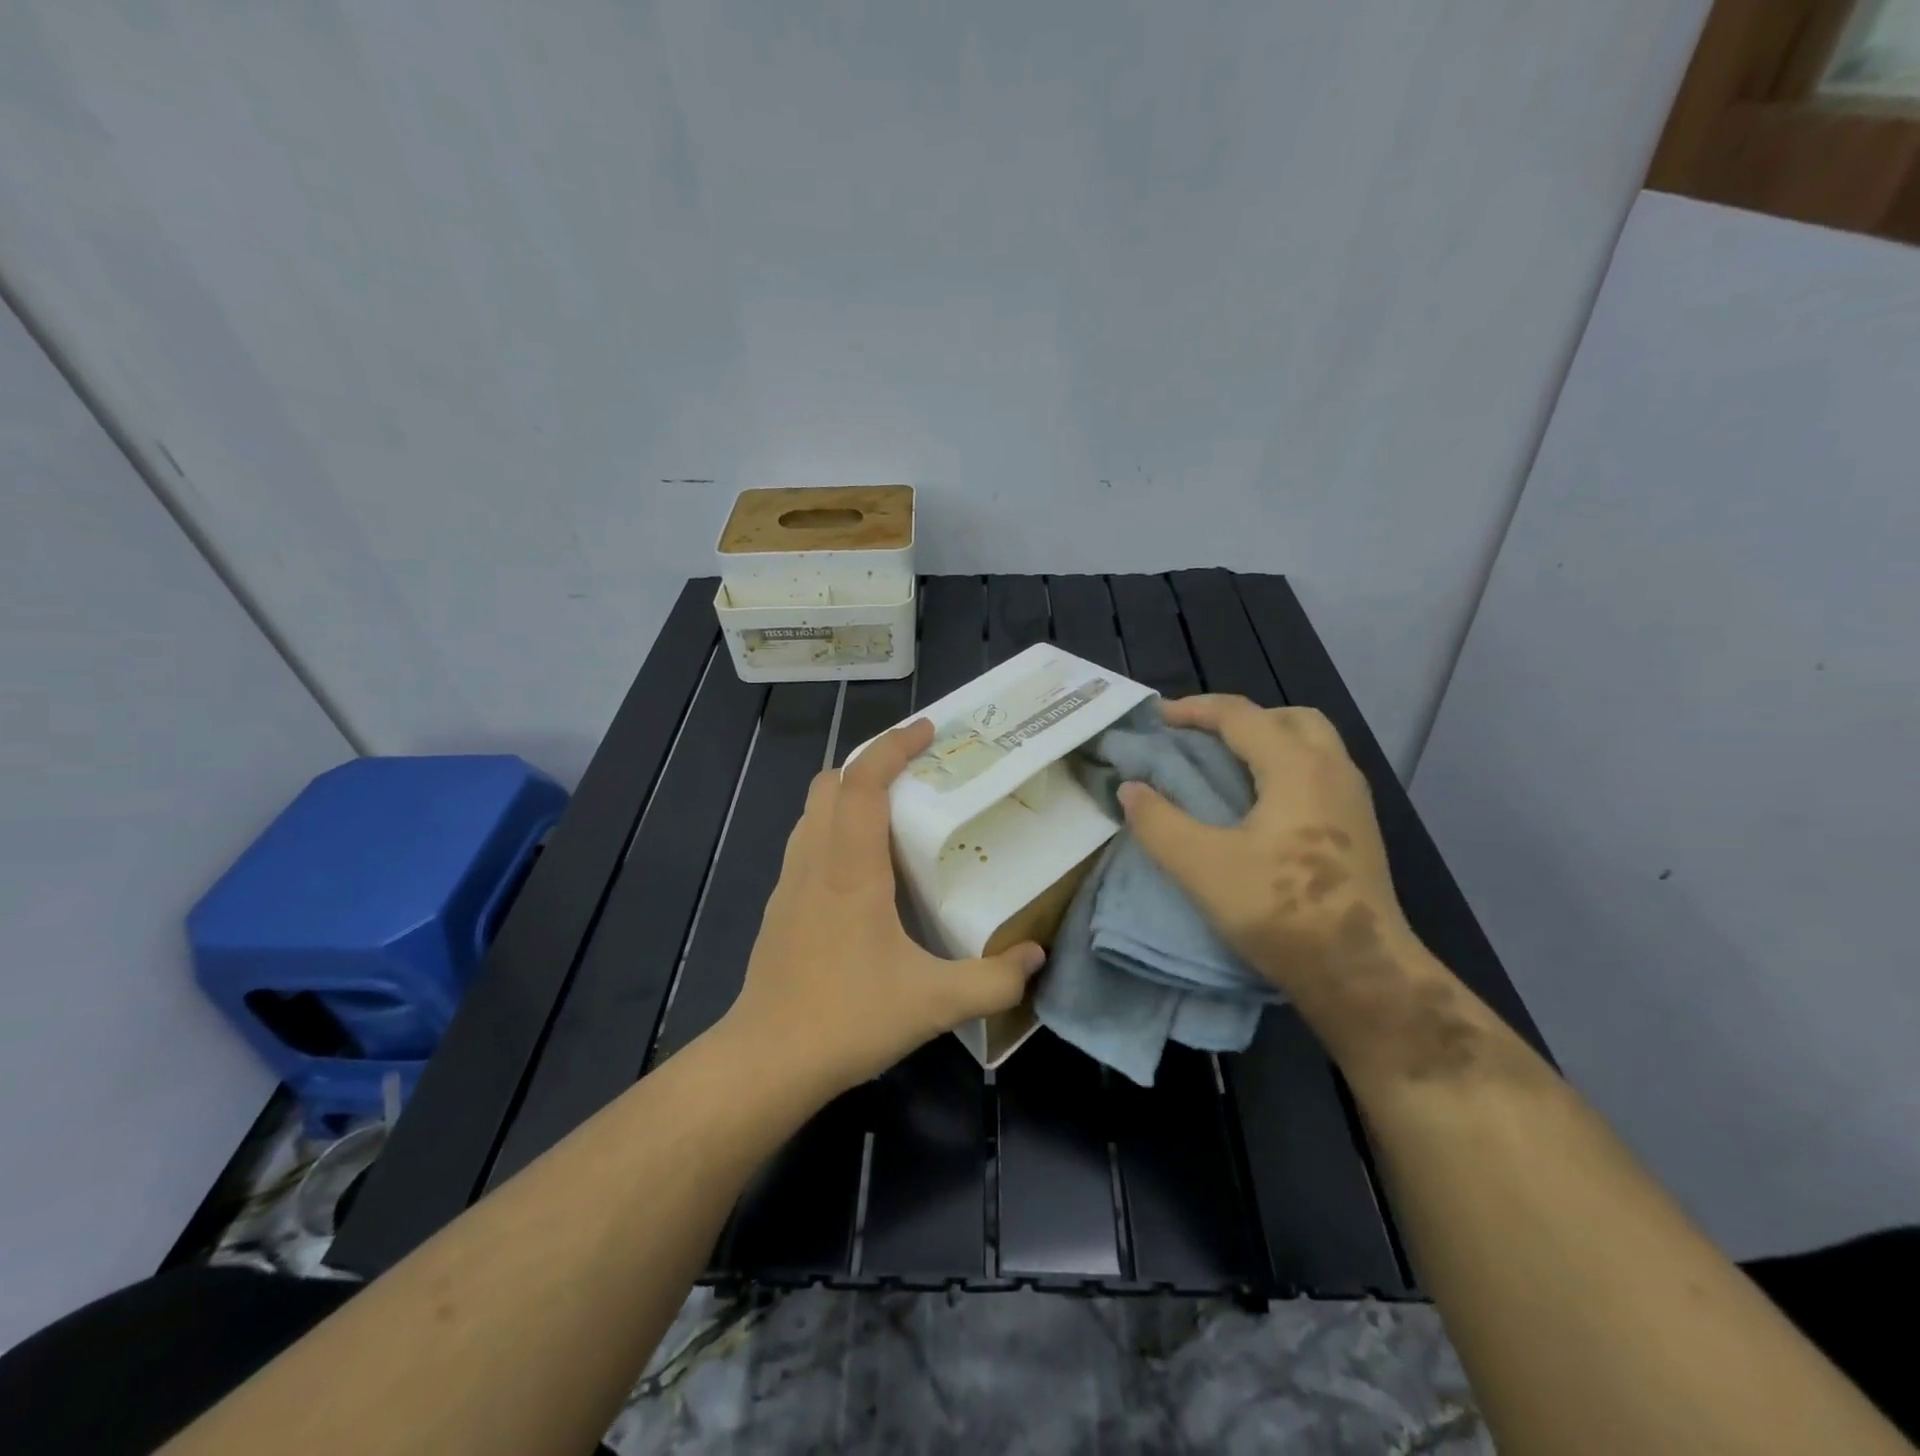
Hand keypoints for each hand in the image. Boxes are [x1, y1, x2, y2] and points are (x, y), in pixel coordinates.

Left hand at [722, 719, 1044, 1096]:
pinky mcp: (779, 907)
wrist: (766, 1060)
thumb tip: (1035, 958)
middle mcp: (815, 861)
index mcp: (850, 868)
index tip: (927, 730)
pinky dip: (834, 830)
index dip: (892, 746)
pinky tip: (864, 871)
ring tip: (894, 815)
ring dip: (849, 796)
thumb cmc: (847, 1018)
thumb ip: (993, 980)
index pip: (862, 782)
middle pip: (830, 783)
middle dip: (870, 764)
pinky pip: (807, 844)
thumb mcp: (935, 1003)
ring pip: (812, 812)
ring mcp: (789, 883)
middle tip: (916, 775)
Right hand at [1118, 696, 1445, 1062]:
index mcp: (1296, 767)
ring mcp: (1353, 801)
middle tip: (1203, 738)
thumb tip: (1130, 789)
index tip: (1157, 718)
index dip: (1194, 710)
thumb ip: (1158, 822)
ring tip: (1226, 768)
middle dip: (1242, 718)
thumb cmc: (1280, 911)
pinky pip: (1320, 774)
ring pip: (1312, 745)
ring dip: (1268, 742)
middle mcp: (1332, 771)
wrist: (1361, 973)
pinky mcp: (1359, 830)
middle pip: (1289, 718)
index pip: (1241, 715)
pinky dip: (1285, 769)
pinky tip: (1260, 807)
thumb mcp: (1201, 866)